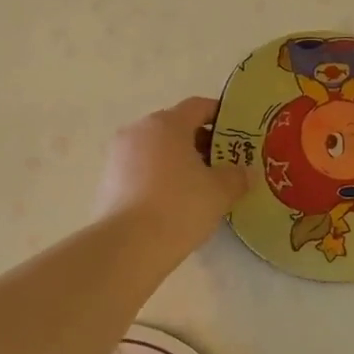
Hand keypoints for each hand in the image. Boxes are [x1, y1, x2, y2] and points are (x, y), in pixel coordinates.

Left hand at [94, 96, 247, 256]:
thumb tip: (246, 172)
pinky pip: (140, 169)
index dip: (220, 115)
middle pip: (175, 127)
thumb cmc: (179, 207)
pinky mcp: (107, 180)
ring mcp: (118, 155)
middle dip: (200, 142)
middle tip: (222, 164)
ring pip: (156, 149)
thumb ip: (237, 176)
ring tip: (199, 186)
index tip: (236, 133)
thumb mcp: (220, 192)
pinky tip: (173, 202)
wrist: (128, 246)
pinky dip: (158, 177)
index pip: (198, 106)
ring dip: (178, 161)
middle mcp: (138, 130)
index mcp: (166, 123)